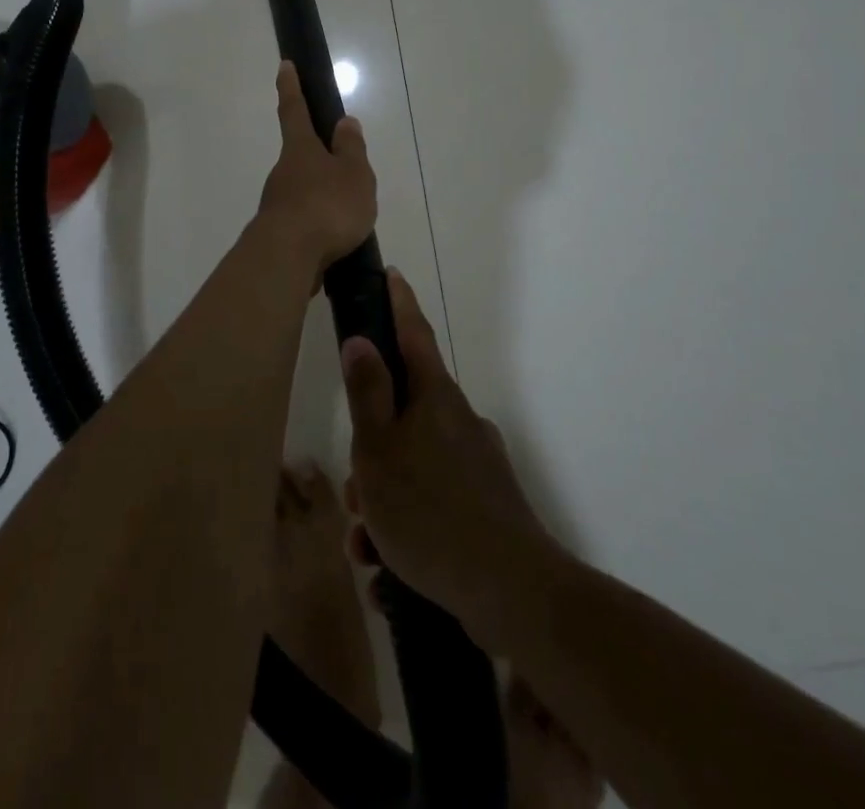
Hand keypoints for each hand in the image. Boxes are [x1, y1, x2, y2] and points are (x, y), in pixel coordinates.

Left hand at [255, 61, 376, 281]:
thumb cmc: (326, 206)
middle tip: (349, 172)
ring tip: (352, 216)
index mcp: (300, 150)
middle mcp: (283, 172)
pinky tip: (336, 241)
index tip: (284, 65)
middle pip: (301, 156)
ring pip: (303, 191)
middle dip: (320, 159)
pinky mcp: (279, 234)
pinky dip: (320, 225)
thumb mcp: (353, 174)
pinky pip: (304, 221)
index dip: (291, 87)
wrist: (287, 258)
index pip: (293, 110)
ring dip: (323, 196)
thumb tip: (344, 122)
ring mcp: (277, 204)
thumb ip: (351, 150)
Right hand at [340, 269, 549, 637]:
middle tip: (353, 492)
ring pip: (414, 465)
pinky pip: (434, 503)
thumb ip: (367, 392)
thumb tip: (362, 340)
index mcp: (434, 397)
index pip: (413, 333)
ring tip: (366, 548)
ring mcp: (476, 464)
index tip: (390, 274)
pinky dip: (407, 528)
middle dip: (371, 448)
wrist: (511, 591)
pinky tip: (389, 572)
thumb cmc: (428, 509)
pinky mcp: (486, 507)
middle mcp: (459, 421)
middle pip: (404, 413)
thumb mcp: (378, 450)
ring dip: (384, 499)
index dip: (398, 302)